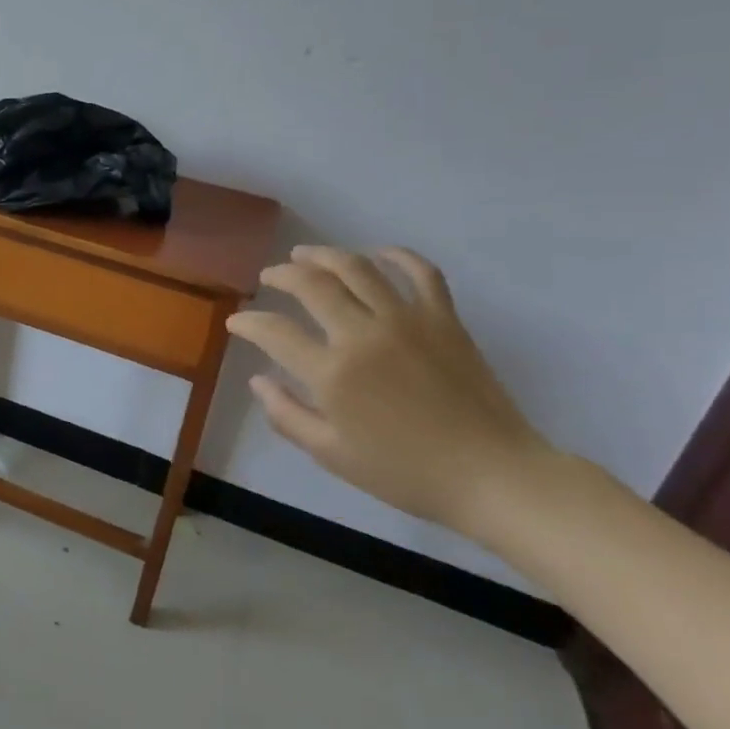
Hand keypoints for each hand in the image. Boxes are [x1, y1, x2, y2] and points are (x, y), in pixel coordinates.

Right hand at [225, 246, 558, 536]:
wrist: (491, 475)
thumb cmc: (405, 472)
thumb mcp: (332, 454)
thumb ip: (286, 415)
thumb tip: (258, 380)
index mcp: (332, 373)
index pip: (275, 332)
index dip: (249, 322)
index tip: (238, 320)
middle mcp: (363, 334)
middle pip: (312, 285)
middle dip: (281, 275)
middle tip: (269, 277)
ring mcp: (407, 320)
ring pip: (357, 268)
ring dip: (325, 255)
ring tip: (306, 254)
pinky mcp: (443, 318)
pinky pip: (421, 273)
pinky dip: (399, 256)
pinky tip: (380, 253)